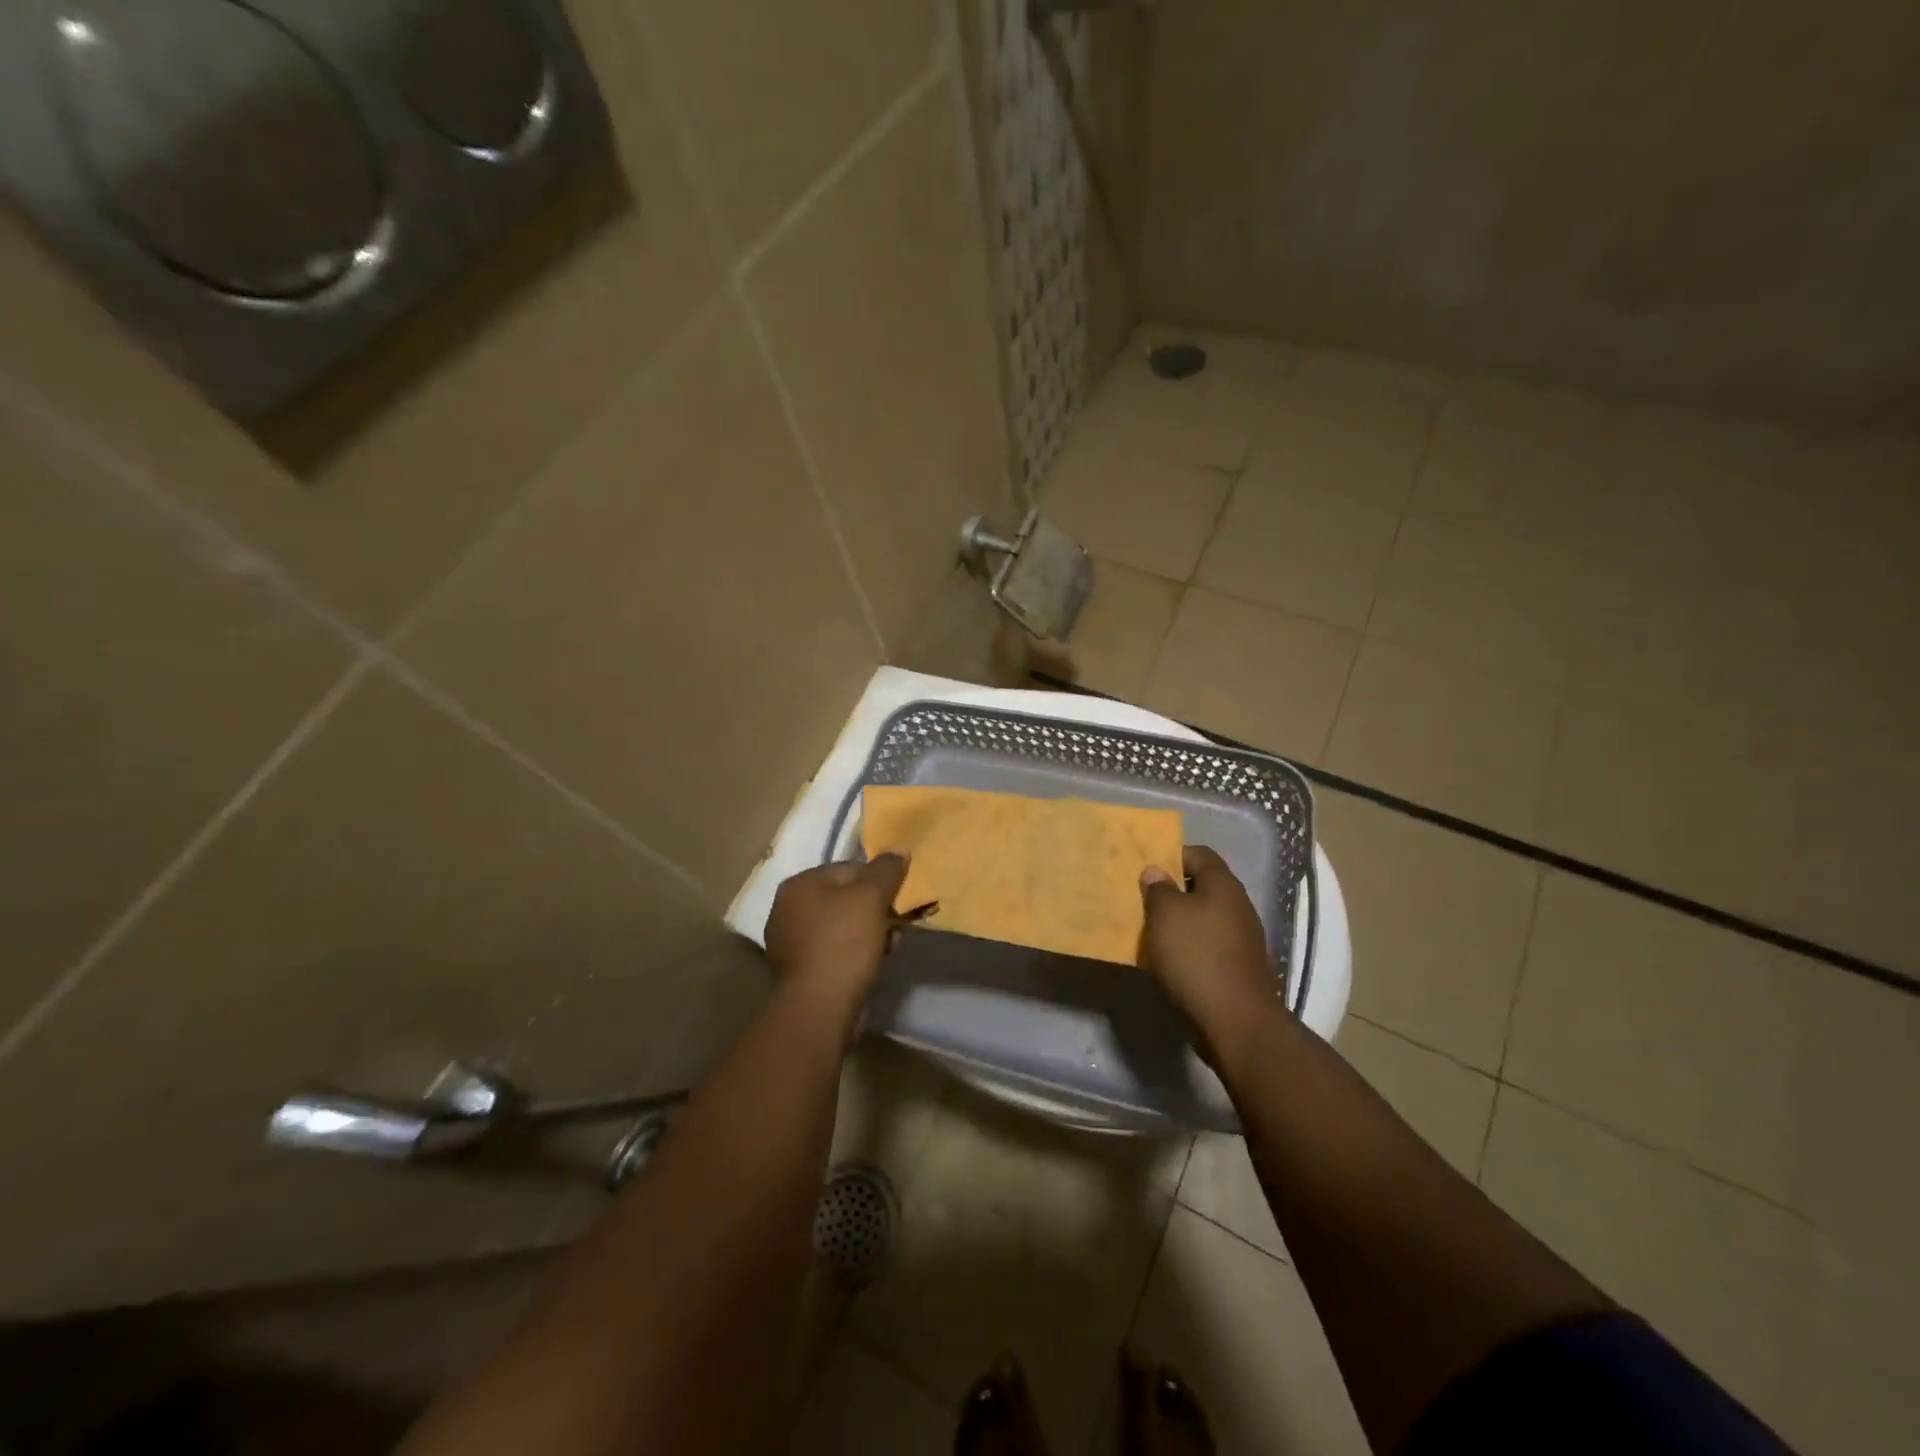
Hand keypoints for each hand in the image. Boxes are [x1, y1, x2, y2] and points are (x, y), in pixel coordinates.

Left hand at [764, 854, 909, 1023]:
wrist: (820, 1007)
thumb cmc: (843, 943)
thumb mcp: (871, 898)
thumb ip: (887, 870)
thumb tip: (899, 848)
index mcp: (799, 884)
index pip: (849, 868)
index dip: (879, 881)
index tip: (899, 898)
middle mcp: (788, 909)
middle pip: (846, 897)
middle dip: (876, 909)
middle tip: (898, 923)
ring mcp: (792, 942)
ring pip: (844, 925)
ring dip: (871, 931)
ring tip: (891, 945)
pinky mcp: (802, 970)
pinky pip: (837, 950)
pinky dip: (857, 952)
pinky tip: (876, 962)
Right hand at [1141, 846, 1279, 1057]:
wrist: (1236, 1022)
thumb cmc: (1196, 957)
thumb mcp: (1165, 915)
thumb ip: (1159, 889)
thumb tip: (1157, 871)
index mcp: (1223, 885)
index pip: (1198, 854)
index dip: (1172, 856)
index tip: (1146, 870)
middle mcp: (1239, 906)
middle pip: (1203, 887)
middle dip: (1173, 892)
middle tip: (1143, 902)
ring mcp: (1244, 939)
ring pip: (1205, 919)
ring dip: (1181, 923)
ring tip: (1151, 933)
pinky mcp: (1240, 968)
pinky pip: (1210, 946)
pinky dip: (1190, 949)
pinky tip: (1170, 962)